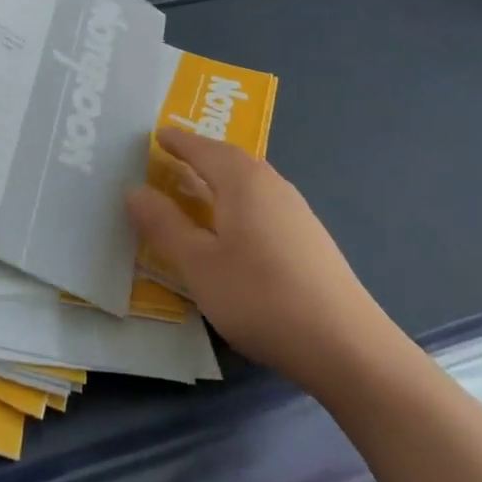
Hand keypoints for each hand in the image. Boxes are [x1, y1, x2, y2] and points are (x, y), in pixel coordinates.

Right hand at [126, 128, 390, 379]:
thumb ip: (164, 226)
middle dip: (201, 154)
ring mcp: (296, 211)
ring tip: (200, 189)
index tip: (157, 134)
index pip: (202, 148)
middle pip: (230, 158)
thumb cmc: (261, 297)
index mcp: (241, 181)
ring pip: (250, 181)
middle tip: (174, 157)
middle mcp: (271, 184)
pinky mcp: (310, 238)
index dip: (177, 141)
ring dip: (222, 178)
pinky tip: (236, 228)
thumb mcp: (198, 265)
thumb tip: (134, 190)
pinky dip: (240, 200)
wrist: (347, 346)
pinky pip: (264, 202)